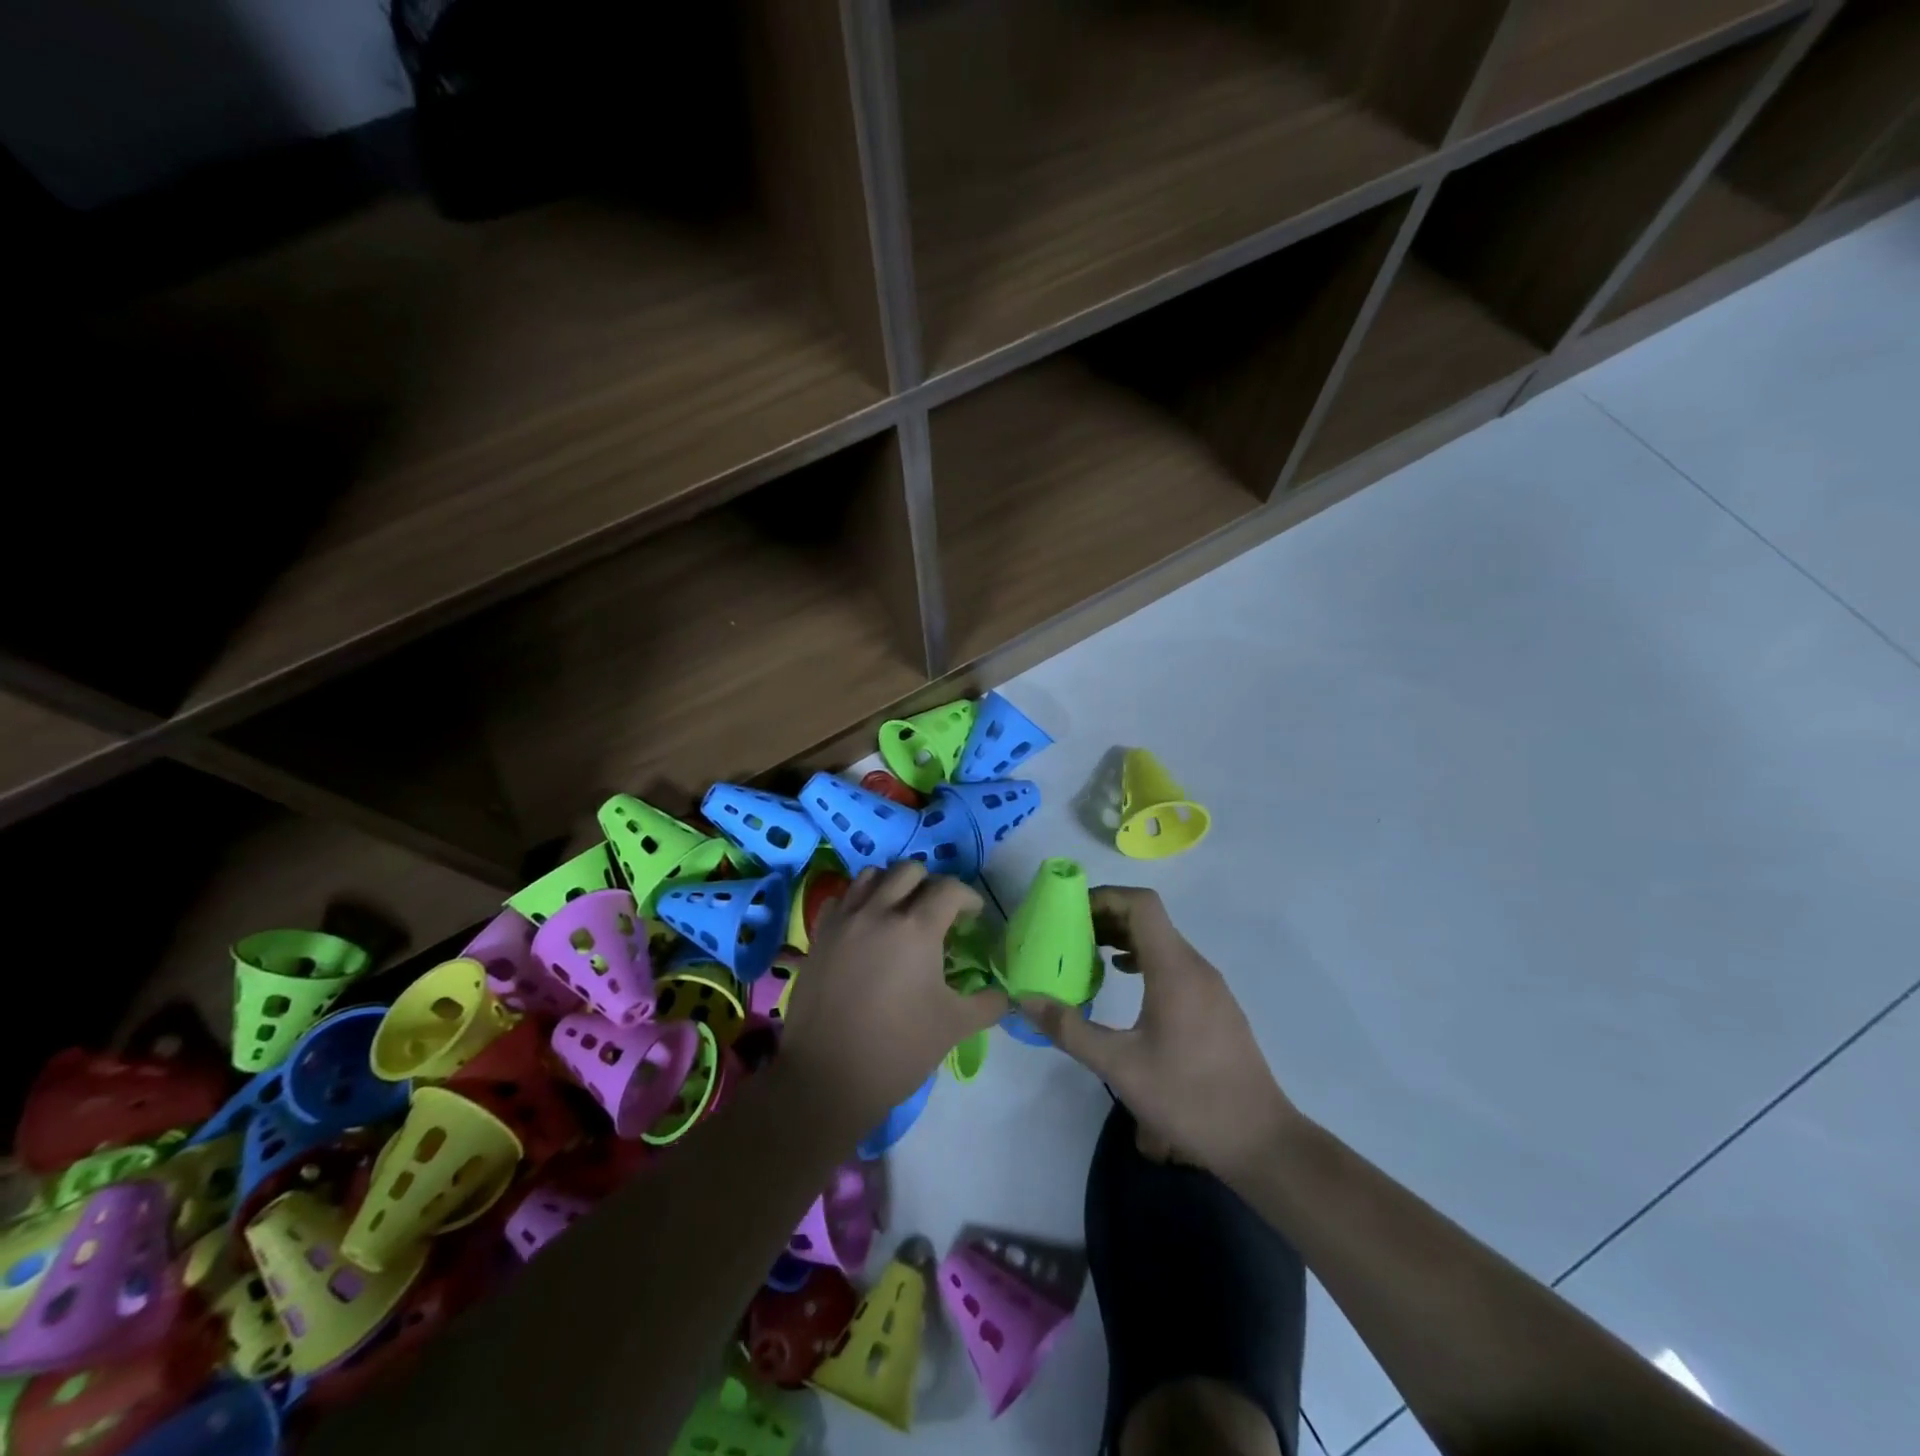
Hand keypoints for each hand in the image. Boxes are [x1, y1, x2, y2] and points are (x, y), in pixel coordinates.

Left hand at [779, 862, 1007, 1135]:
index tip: (974, 917)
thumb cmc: (898, 1050)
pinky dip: (858, 901)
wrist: (827, 1078)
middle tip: (939, 913)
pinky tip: (866, 927)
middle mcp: (879, 911)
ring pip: (871, 875)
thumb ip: (987, 1003)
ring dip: (892, 885)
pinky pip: (841, 899)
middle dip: (931, 885)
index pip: (950, 889)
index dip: (968, 898)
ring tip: (900, 912)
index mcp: (916, 928)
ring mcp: (844, 920)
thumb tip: (1005, 993)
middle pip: (909, 870)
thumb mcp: (954, 1026)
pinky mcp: (819, 935)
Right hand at [1023, 887, 1296, 1181]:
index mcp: (1175, 969)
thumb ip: (1070, 1030)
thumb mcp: (1119, 1067)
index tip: (1070, 912)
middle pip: (1149, 919)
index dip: (1104, 897)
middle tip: (1067, 934)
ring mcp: (1210, 986)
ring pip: (1162, 941)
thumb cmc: (1189, 1098)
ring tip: (1088, 955)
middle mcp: (1195, 966)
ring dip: (1124, 938)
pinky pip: (1174, 963)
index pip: (1141, 904)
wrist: (1260, 1141)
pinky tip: (1124, 982)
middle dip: (1106, 917)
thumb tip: (1025, 1000)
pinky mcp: (1215, 1006)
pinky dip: (1143, 959)